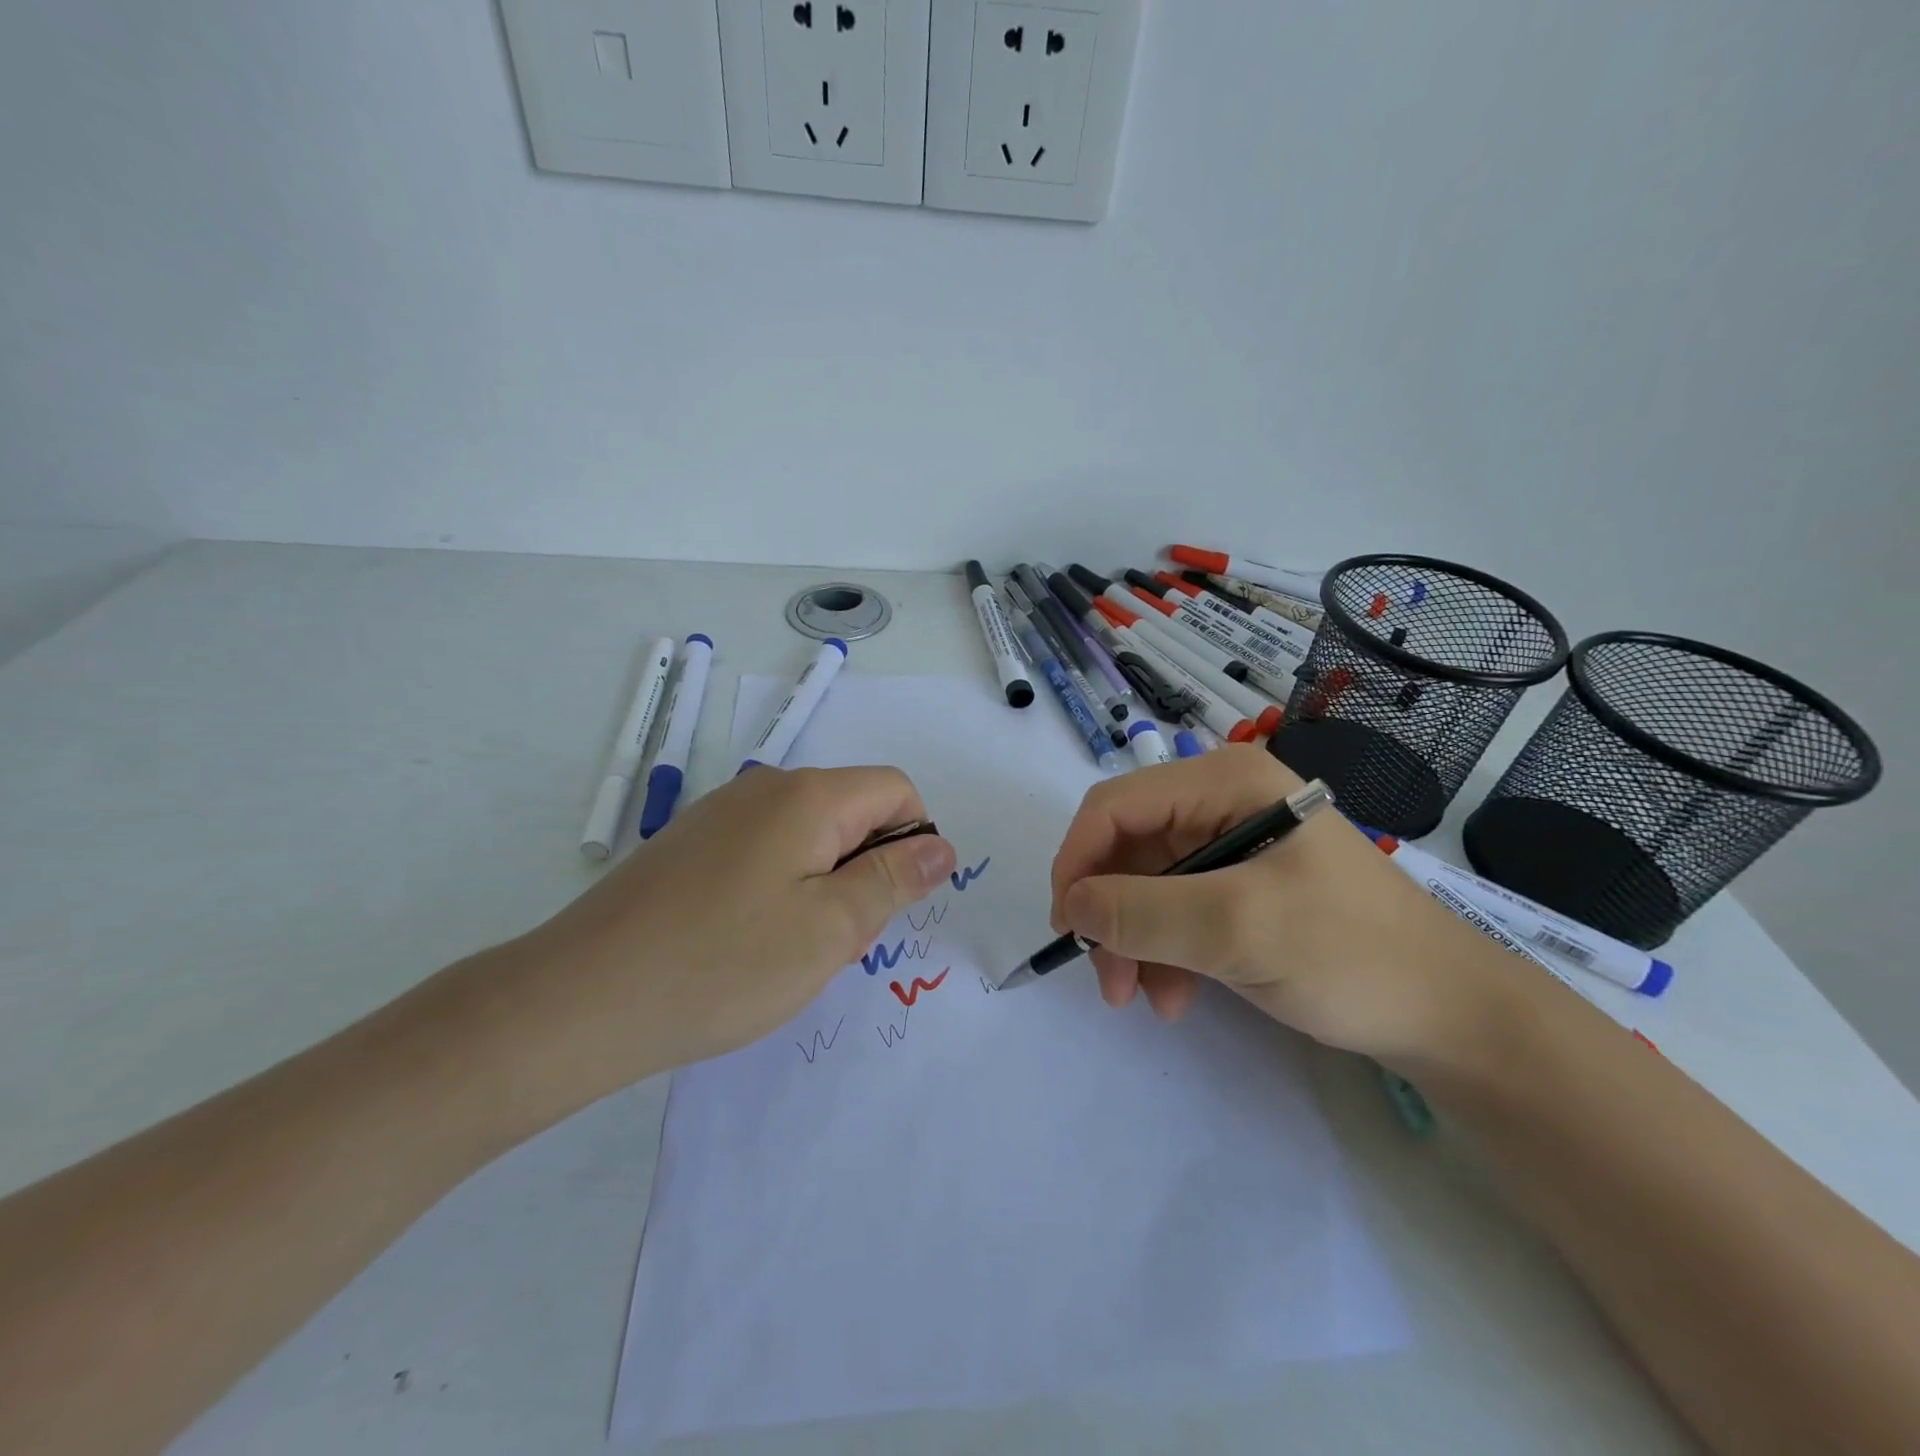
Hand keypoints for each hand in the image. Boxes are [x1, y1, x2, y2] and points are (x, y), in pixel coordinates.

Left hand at [498, 766, 955, 1097]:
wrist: (579, 1000)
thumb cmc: (723, 965)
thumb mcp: (831, 929)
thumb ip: (893, 879)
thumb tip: (940, 846)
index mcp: (807, 796)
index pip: (895, 789)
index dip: (912, 841)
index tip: (889, 904)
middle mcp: (764, 788)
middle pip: (852, 812)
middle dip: (864, 870)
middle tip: (834, 940)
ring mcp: (720, 815)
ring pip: (809, 837)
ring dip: (823, 886)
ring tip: (788, 949)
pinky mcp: (691, 846)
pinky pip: (765, 853)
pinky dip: (780, 891)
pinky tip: (746, 943)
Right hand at [1048, 745, 1507, 1065]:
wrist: (1452, 1015)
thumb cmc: (1350, 954)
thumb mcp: (1237, 929)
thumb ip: (1142, 912)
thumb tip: (1073, 905)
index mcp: (1225, 782)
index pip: (1116, 805)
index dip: (1078, 859)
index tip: (1067, 925)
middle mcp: (1223, 802)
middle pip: (1130, 847)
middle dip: (1110, 912)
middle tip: (1105, 979)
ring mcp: (1234, 845)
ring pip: (1147, 884)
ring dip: (1134, 940)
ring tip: (1140, 998)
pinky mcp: (1243, 887)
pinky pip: (1178, 909)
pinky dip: (1165, 951)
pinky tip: (1175, 996)